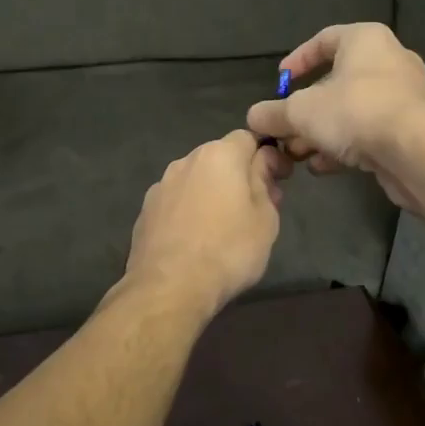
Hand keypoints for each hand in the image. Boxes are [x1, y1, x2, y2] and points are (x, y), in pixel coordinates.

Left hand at [120, 131, 289, 313]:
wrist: (169, 287)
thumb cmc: (228, 250)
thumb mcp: (265, 218)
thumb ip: (264, 180)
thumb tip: (264, 161)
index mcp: (219, 155)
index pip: (249, 137)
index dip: (268, 155)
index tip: (279, 180)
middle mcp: (186, 161)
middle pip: (220, 157)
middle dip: (239, 174)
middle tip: (257, 206)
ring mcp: (161, 186)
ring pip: (195, 179)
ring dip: (212, 192)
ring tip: (224, 226)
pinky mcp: (145, 211)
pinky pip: (176, 201)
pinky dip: (189, 210)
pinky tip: (195, 238)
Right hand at [246, 23, 424, 210]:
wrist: (416, 150)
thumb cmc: (355, 111)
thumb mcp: (300, 112)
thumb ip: (273, 113)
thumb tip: (254, 118)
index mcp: (364, 41)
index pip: (324, 39)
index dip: (297, 60)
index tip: (280, 82)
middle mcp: (388, 61)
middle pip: (336, 82)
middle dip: (305, 110)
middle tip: (284, 130)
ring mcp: (403, 96)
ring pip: (351, 111)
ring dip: (321, 133)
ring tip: (297, 154)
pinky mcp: (411, 129)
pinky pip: (369, 131)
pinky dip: (344, 146)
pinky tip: (322, 167)